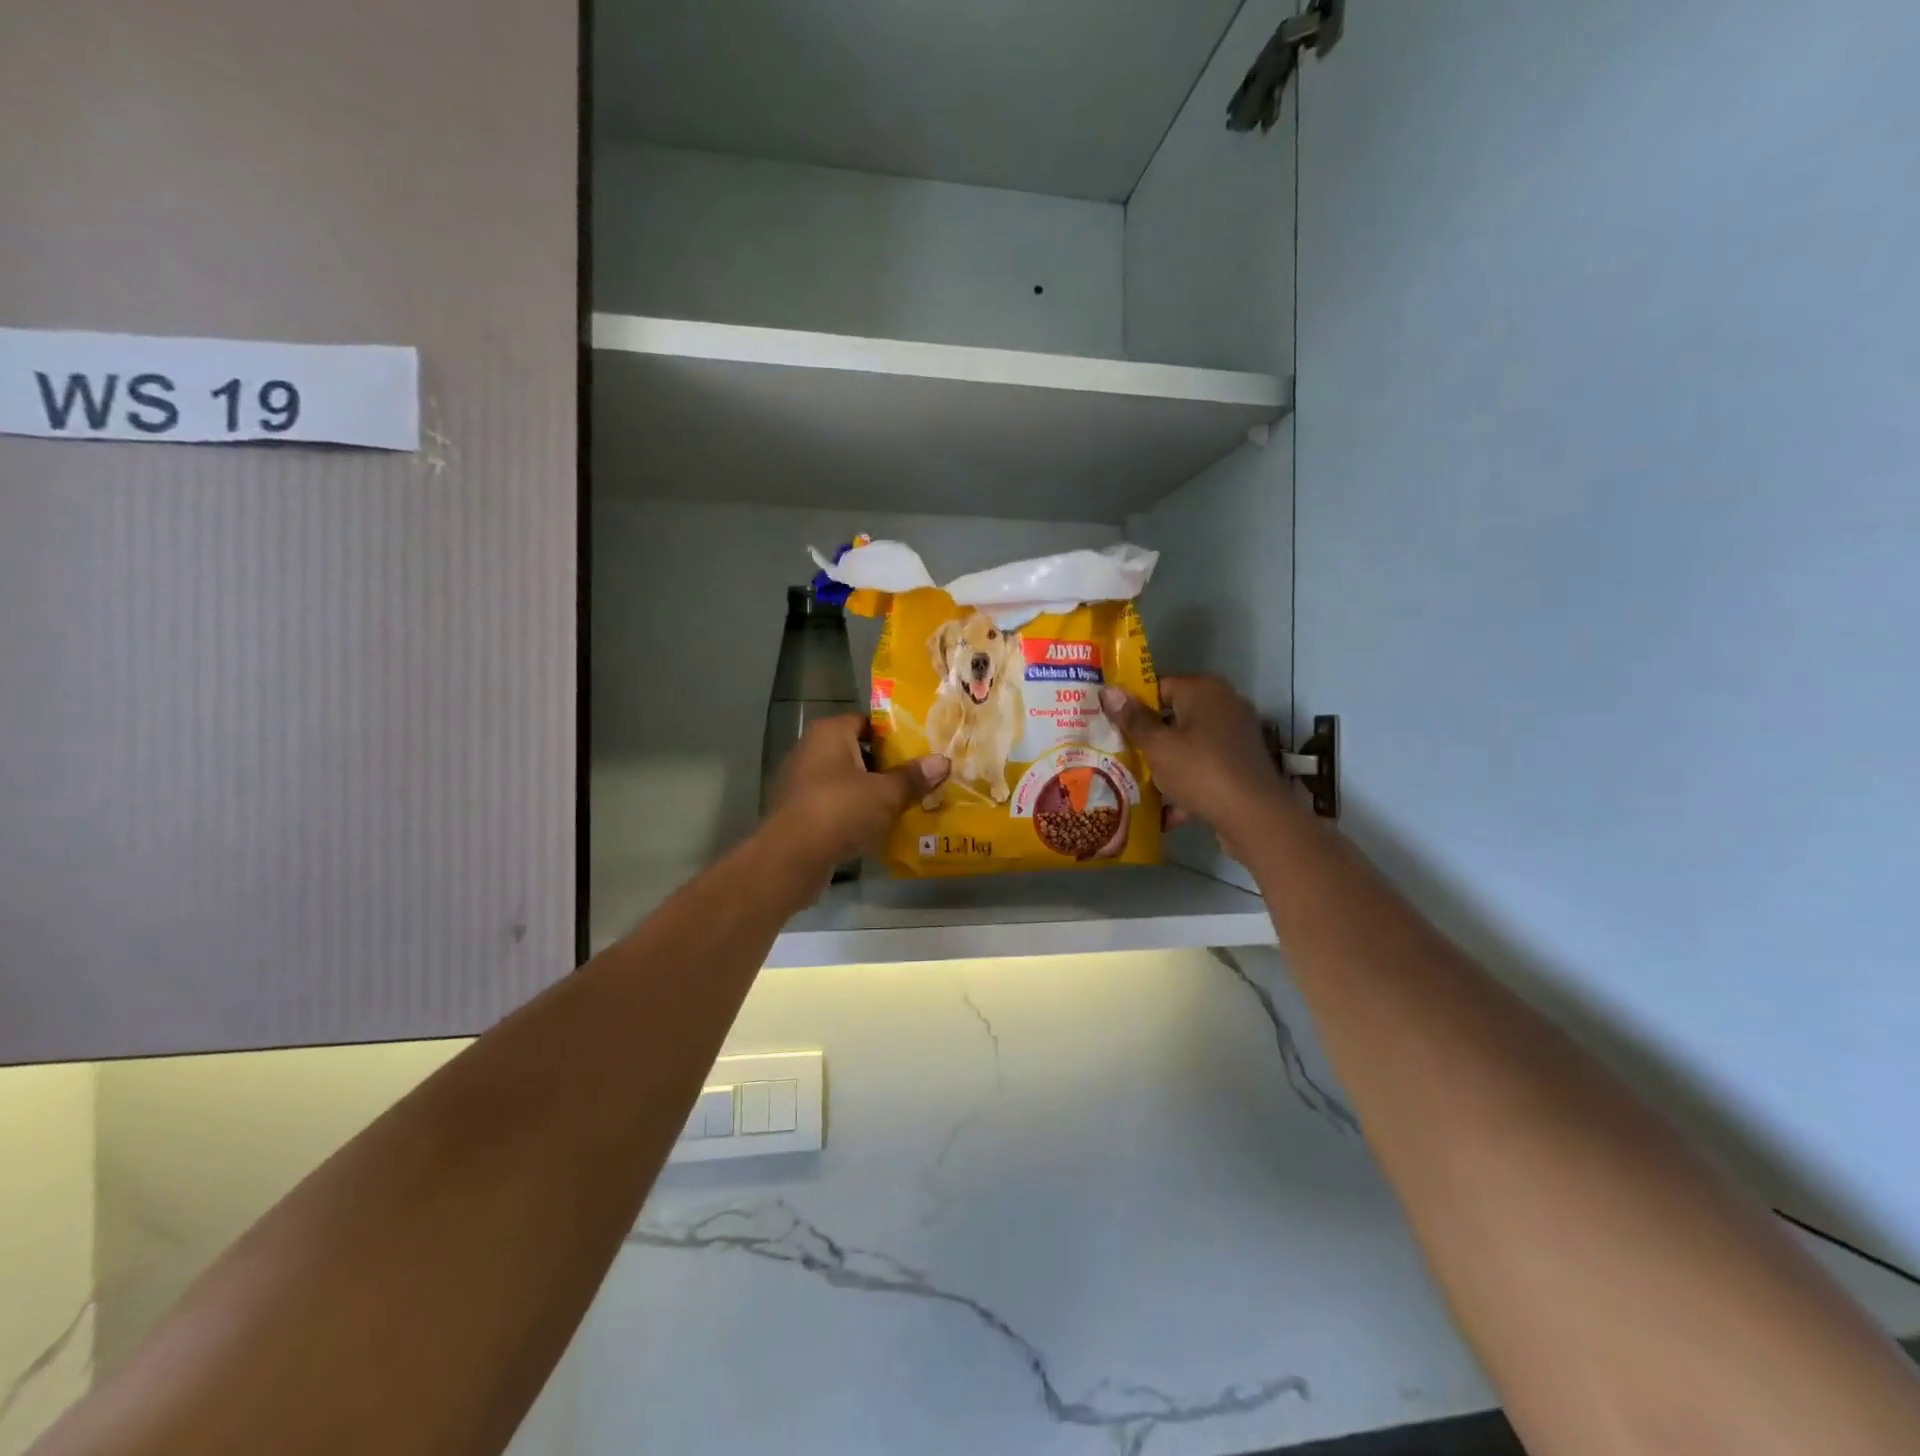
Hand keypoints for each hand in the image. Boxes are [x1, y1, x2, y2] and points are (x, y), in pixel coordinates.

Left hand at [766, 716, 948, 874]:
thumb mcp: (886, 793)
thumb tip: (943, 761)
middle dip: (886, 765)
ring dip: (871, 791)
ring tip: (905, 802)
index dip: (894, 733)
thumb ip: (913, 777)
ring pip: (846, 780)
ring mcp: (801, 782)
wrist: (792, 857)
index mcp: (830, 733)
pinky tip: (878, 826)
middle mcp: (811, 750)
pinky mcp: (799, 812)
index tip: (920, 747)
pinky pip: (835, 804)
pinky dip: (854, 812)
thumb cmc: (841, 810)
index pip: (867, 721)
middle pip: (857, 751)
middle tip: (918, 776)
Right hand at [1099, 677, 1290, 855]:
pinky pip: (1203, 765)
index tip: (1109, 726)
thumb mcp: (1158, 746)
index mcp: (1203, 690)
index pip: (1157, 686)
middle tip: (1116, 754)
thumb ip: (1132, 719)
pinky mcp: (1240, 762)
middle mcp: (1223, 704)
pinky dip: (1186, 782)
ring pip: (1187, 743)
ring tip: (1134, 782)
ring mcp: (1235, 734)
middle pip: (1172, 716)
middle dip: (1146, 738)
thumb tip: (1108, 690)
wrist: (1255, 816)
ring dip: (1164, 763)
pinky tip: (1164, 809)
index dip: (1131, 706)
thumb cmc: (1200, 771)